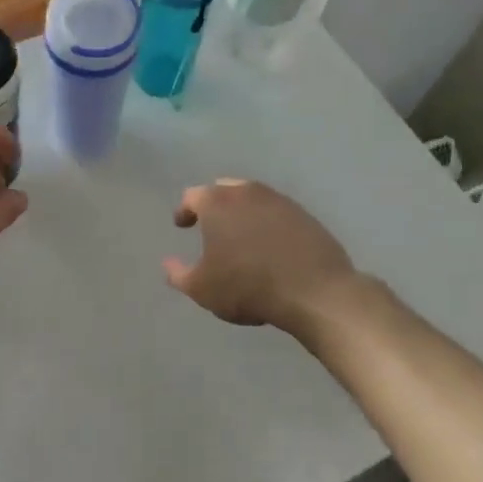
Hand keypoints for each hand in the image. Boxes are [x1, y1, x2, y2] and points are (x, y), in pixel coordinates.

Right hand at [164, 178, 357, 332]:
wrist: (314, 292)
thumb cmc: (247, 286)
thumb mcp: (202, 289)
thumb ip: (178, 274)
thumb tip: (168, 264)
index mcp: (217, 203)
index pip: (192, 196)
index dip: (184, 210)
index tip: (182, 225)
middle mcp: (247, 193)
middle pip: (223, 189)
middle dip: (213, 204)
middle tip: (210, 225)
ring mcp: (279, 201)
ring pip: (252, 198)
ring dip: (242, 212)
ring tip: (240, 235)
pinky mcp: (304, 215)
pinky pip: (277, 212)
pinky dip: (267, 222)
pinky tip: (269, 244)